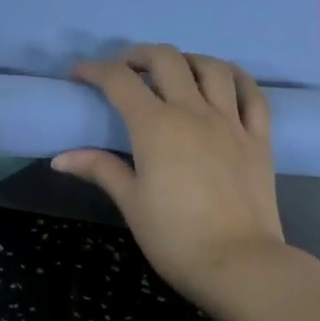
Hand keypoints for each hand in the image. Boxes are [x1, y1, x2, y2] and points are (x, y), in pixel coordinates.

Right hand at [52, 46, 293, 305]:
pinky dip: (235, 77)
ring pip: (211, 68)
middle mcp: (193, 112)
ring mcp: (231, 122)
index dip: (95, 70)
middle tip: (124, 70)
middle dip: (138, 55)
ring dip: (186, 60)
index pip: (119, 81)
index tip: (79, 76)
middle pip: (166, 60)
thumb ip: (99, 169)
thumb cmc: (175, 237)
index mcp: (155, 126)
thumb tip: (60, 158)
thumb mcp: (130, 202)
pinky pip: (252, 93)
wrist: (239, 264)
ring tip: (173, 72)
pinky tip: (223, 80)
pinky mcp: (259, 138)